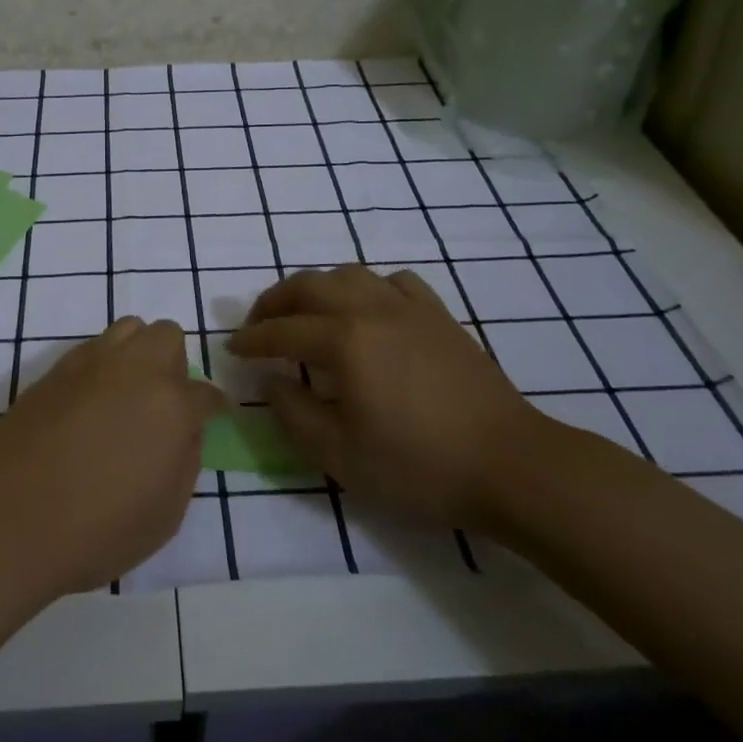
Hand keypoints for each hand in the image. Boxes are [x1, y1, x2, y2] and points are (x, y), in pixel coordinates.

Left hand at [0, 317, 224, 597]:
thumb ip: (185, 462)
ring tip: (126, 395)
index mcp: (171, 405)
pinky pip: (91, 349)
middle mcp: (134, 370)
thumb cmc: (96, 531)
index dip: (214, 408)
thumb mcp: (165, 515)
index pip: (206, 393)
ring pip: (128, 329)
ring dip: (137, 353)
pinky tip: (89, 403)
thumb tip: (184, 432)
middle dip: (175, 364)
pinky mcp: (53, 371)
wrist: (6, 522)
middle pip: (167, 336)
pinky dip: (102, 366)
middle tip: (164, 404)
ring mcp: (89, 364)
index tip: (213, 418)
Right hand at [227, 266, 551, 529]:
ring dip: (317, 288)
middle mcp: (372, 310)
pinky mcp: (440, 316)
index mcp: (344, 342)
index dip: (252, 339)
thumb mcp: (341, 456)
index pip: (282, 330)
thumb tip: (273, 382)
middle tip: (258, 324)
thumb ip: (295, 414)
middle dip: (275, 301)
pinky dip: (368, 288)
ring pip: (350, 275)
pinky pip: (394, 282)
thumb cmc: (419, 467)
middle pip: (310, 286)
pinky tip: (369, 310)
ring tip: (306, 313)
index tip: (231, 347)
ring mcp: (410, 308)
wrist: (510, 464)